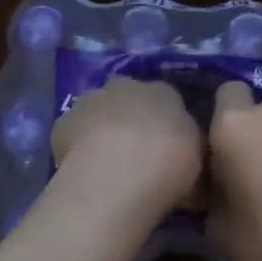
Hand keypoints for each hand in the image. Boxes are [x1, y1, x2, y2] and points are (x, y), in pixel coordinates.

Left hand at [49, 77, 203, 228]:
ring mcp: (92, 99)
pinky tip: (83, 169)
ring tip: (106, 163)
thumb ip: (190, 152)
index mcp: (165, 92)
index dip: (166, 122)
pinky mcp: (64, 121)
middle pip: (129, 97)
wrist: (120, 174)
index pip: (167, 98)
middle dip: (131, 117)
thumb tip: (187, 158)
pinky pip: (73, 131)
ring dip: (102, 127)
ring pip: (99, 109)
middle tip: (136, 152)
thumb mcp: (197, 163)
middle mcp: (128, 86)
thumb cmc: (170, 166)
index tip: (166, 147)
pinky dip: (77, 145)